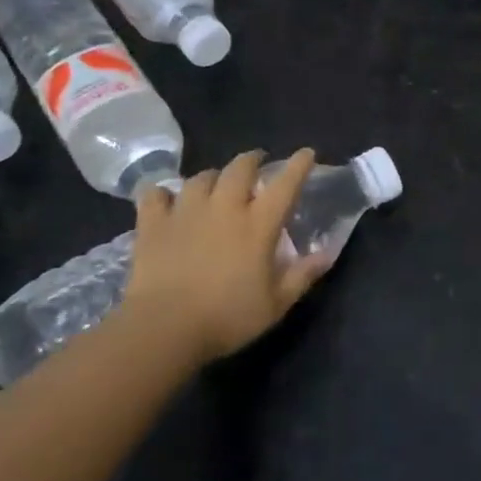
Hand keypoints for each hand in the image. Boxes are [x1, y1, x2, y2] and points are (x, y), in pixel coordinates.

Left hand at [123, 148, 327, 366]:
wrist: (164, 328)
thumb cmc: (227, 318)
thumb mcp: (276, 304)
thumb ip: (302, 276)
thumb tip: (327, 254)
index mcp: (258, 225)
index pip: (285, 185)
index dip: (298, 165)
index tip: (306, 153)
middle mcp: (224, 208)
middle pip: (240, 168)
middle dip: (252, 160)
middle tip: (256, 164)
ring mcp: (186, 212)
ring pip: (201, 177)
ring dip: (212, 176)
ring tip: (214, 183)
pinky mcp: (153, 224)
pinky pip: (155, 195)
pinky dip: (162, 193)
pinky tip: (165, 199)